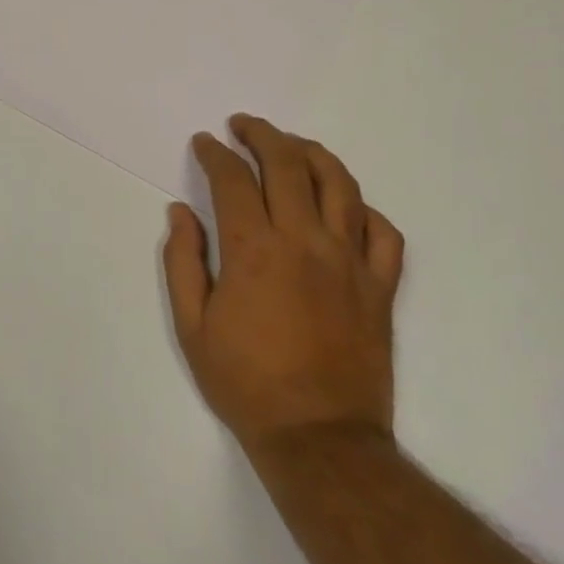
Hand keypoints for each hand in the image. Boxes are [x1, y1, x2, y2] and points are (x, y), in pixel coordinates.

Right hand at [163, 115, 403, 456]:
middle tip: (243, 126)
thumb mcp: (192, 326)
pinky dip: (363, 208)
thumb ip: (182, 261)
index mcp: (254, 249)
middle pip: (288, 164)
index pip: (234, 179)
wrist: (318, 437)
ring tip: (292, 146)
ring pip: (339, 184)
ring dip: (312, 153)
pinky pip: (383, 232)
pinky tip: (344, 205)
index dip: (216, 153)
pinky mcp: (380, 286)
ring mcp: (350, 261)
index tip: (205, 143)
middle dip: (262, 135)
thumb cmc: (245, 383)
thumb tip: (181, 212)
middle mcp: (305, 241)